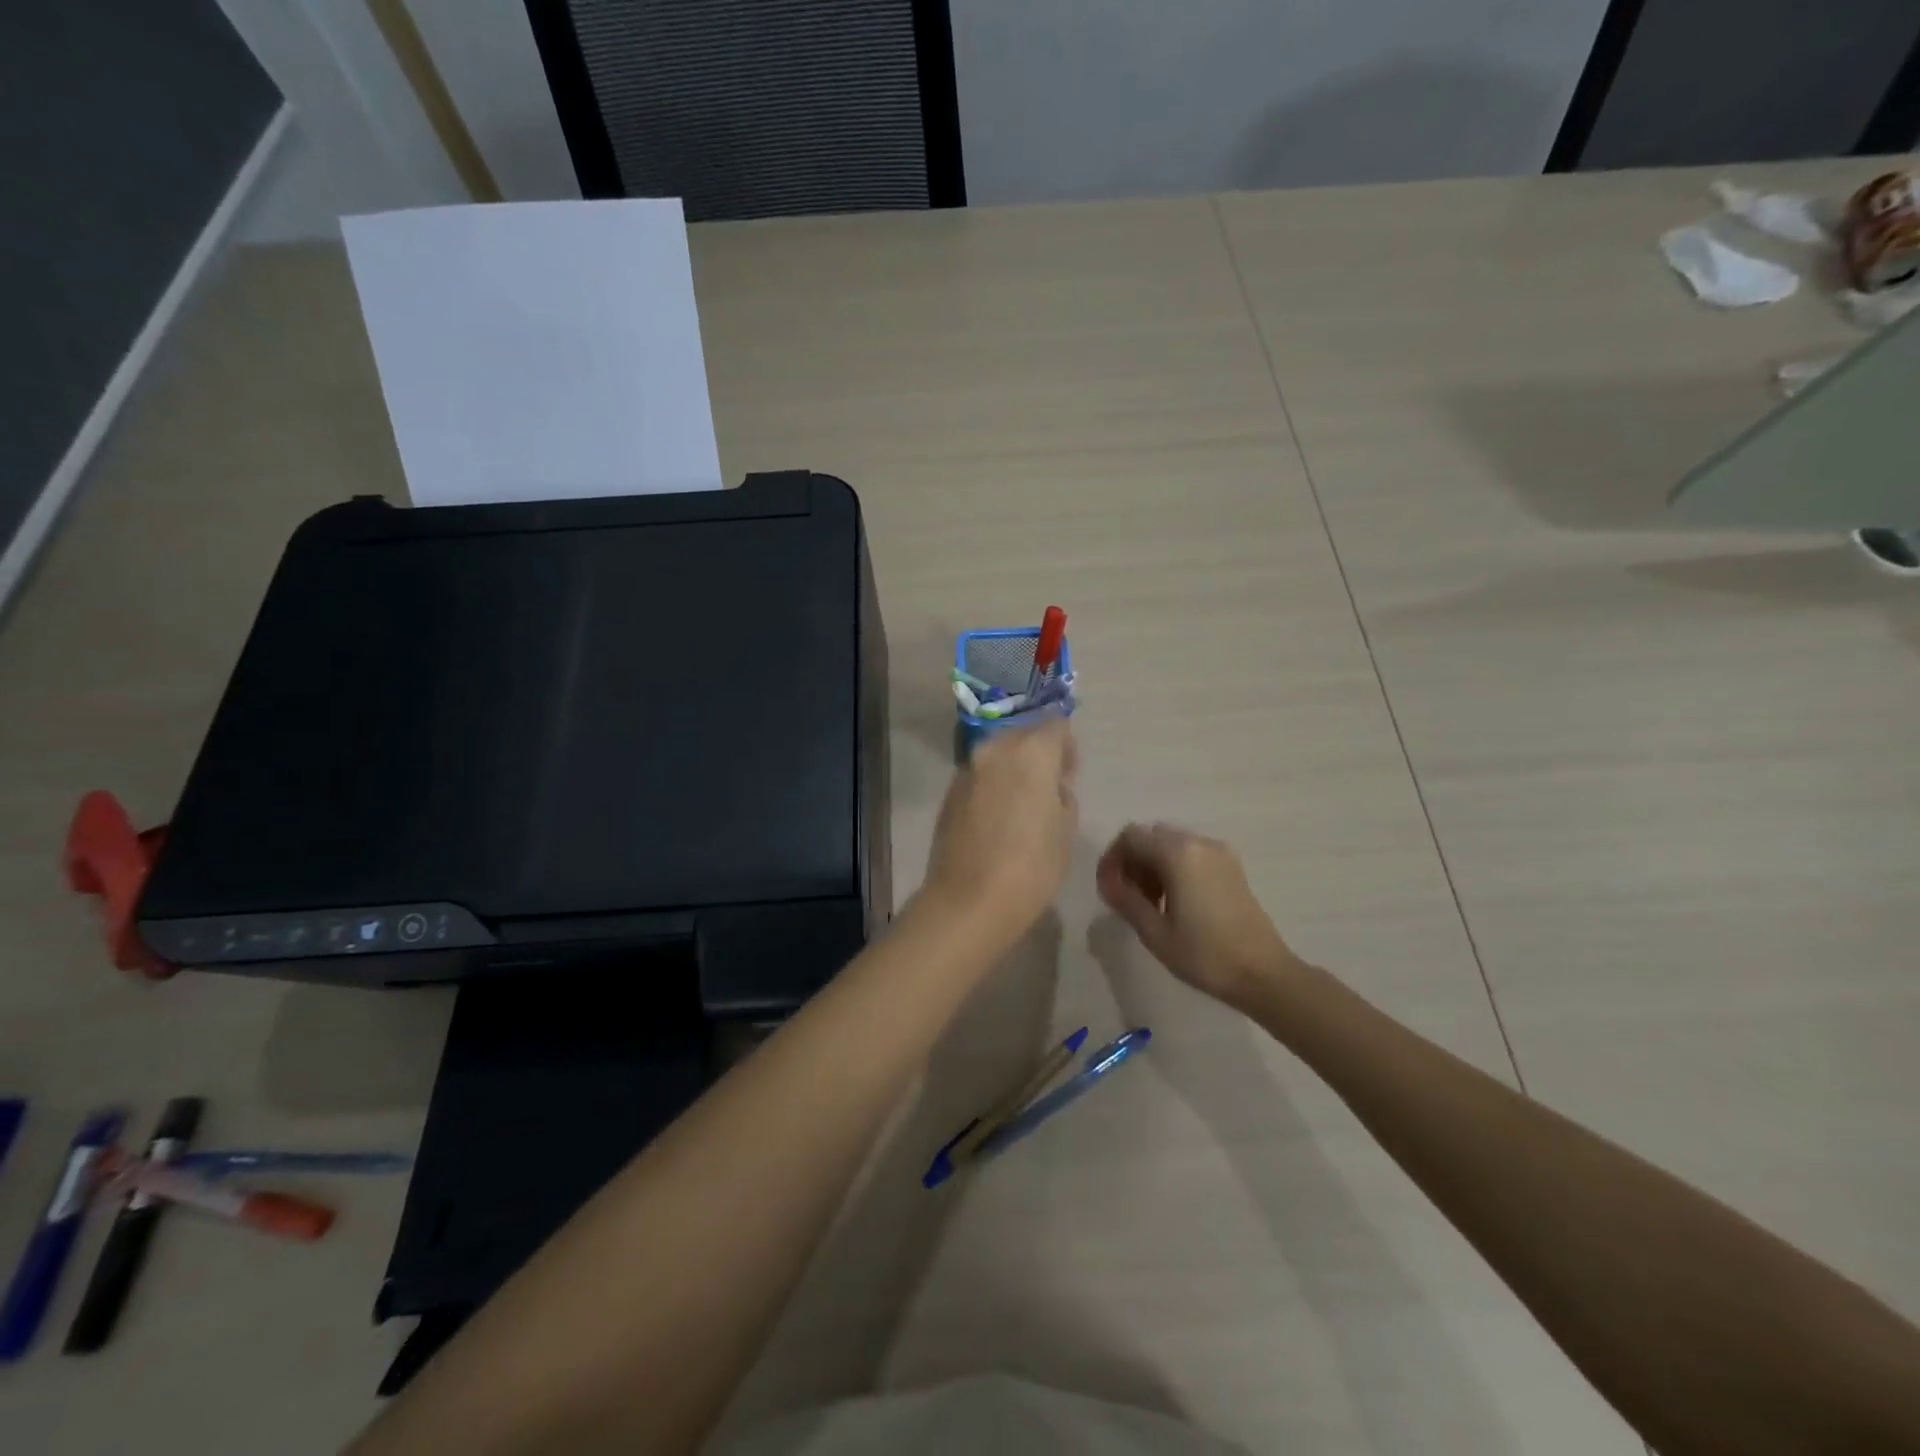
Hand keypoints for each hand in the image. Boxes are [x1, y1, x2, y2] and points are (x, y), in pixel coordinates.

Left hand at [922, 718, 1078, 945]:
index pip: (1056, 725)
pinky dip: (992, 785)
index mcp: (1031, 752)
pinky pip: (979, 776)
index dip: (1067, 746)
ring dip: (1012, 767)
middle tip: (1048, 786)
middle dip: (1038, 751)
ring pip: (997, 754)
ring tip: (1021, 803)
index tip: (1069, 773)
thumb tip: (1050, 786)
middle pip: (1023, 734)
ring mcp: (967, 770)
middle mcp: (995, 750)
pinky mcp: (949, 793)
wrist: (969, 901)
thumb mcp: (1066, 831)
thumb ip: (1062, 795)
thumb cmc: (1031, 867)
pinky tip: (997, 817)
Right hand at [1096, 822, 1299, 1005]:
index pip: (1130, 837)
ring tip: (1151, 904)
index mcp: (1178, 853)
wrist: (1264, 974)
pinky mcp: (1232, 867)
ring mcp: (1219, 853)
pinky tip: (1176, 902)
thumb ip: (1125, 899)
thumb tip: (1107, 882)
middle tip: (1128, 898)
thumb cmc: (1204, 955)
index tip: (1108, 890)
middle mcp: (1198, 842)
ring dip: (1153, 865)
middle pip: (1151, 836)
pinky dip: (1174, 868)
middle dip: (1132, 862)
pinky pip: (1192, 854)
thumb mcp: (1154, 932)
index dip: (1112, 860)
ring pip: (1171, 844)